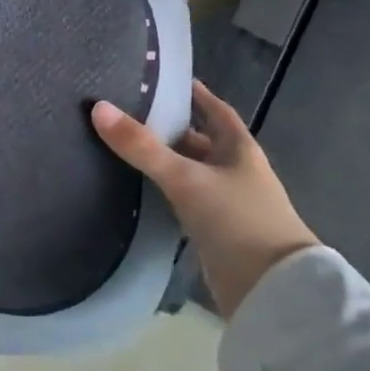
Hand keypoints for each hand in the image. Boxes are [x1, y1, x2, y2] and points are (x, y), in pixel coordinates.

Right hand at [92, 81, 317, 316]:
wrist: (271, 289)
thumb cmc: (237, 220)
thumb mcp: (186, 178)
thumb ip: (142, 147)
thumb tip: (98, 108)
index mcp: (239, 149)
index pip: (216, 111)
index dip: (195, 95)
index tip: (167, 80)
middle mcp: (235, 170)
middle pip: (201, 141)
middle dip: (172, 128)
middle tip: (131, 113)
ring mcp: (228, 202)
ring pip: (192, 171)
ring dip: (167, 160)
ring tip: (127, 147)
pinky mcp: (216, 230)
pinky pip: (187, 198)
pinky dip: (167, 189)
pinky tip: (142, 188)